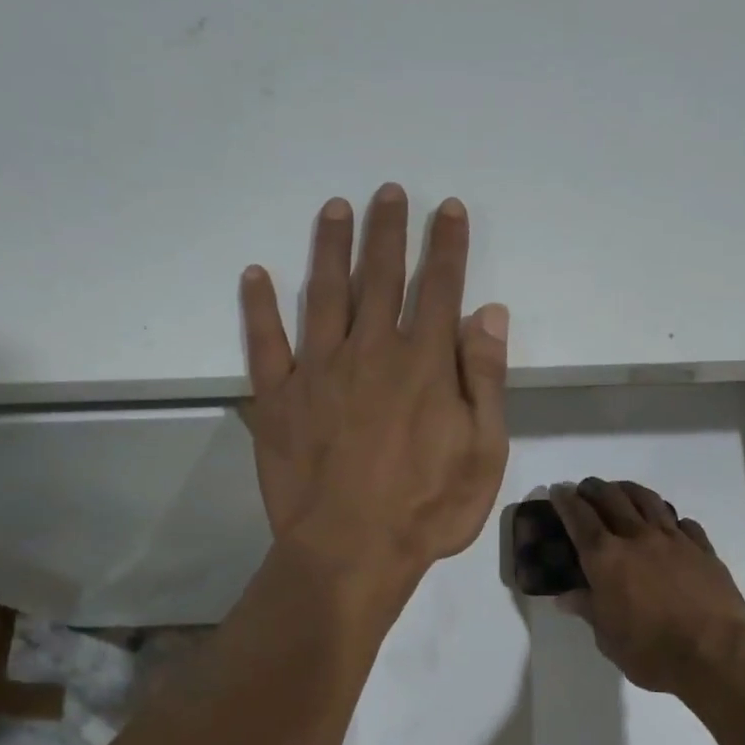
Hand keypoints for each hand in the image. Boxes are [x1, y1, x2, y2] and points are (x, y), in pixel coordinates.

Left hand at [240, 184, 510, 597]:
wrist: (350, 553)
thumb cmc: (427, 508)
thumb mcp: (483, 451)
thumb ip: (485, 379)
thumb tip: (488, 313)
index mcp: (423, 363)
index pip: (439, 288)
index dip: (446, 245)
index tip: (447, 209)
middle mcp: (370, 351)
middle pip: (381, 276)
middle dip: (388, 230)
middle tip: (388, 192)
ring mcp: (318, 371)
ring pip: (324, 293)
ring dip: (330, 247)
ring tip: (335, 209)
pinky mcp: (277, 398)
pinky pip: (265, 343)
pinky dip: (259, 307)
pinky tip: (256, 274)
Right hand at [551, 478, 744, 694]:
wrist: (714, 653)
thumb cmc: (650, 651)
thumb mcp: (607, 638)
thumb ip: (588, 609)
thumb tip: (567, 597)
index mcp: (605, 558)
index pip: (579, 518)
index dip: (565, 501)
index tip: (558, 490)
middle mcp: (637, 538)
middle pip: (612, 499)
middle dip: (594, 489)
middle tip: (586, 489)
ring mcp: (673, 540)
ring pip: (648, 501)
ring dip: (629, 490)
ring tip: (622, 491)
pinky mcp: (703, 549)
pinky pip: (683, 523)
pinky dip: (670, 519)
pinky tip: (669, 525)